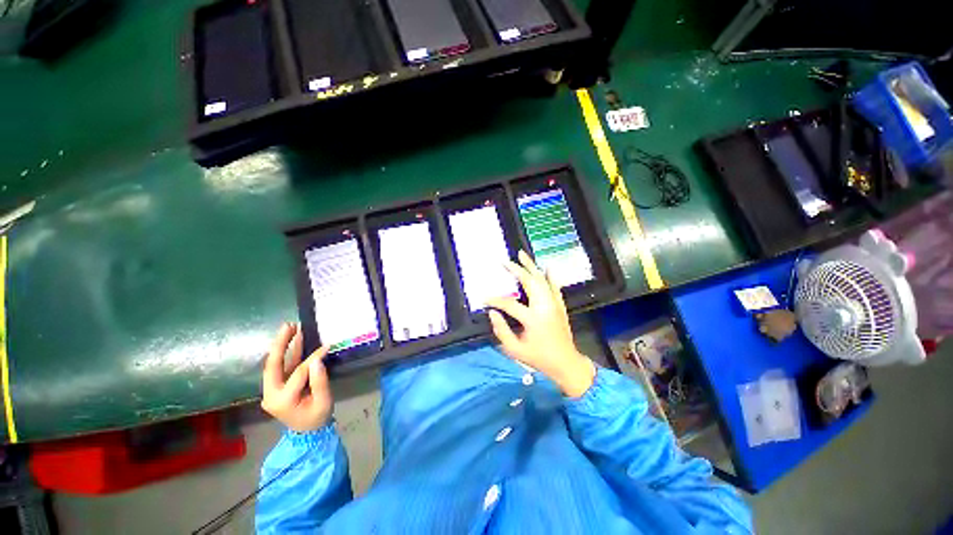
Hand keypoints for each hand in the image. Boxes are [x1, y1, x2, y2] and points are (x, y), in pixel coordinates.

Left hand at [261, 323, 333, 431]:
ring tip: (290, 328)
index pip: (298, 373)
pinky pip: (280, 368)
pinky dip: (286, 353)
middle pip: (273, 365)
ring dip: (282, 345)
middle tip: (289, 325)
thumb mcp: (323, 401)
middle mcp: (271, 395)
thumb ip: (320, 381)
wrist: (307, 433)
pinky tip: (293, 340)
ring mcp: (271, 391)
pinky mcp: (275, 387)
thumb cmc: (317, 417)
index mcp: (282, 400)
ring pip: (274, 364)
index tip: (327, 346)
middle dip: (280, 344)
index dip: (313, 358)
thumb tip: (318, 358)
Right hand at [486, 251, 595, 397]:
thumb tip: (492, 313)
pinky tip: (547, 266)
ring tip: (522, 254)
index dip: (495, 300)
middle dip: (516, 270)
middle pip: (530, 283)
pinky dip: (551, 276)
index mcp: (533, 319)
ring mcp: (554, 304)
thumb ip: (501, 331)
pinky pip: (555, 287)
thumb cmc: (539, 358)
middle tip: (505, 261)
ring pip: (542, 280)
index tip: (484, 299)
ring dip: (531, 266)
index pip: (510, 304)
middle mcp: (544, 307)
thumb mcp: (515, 350)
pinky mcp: (560, 305)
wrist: (566, 363)